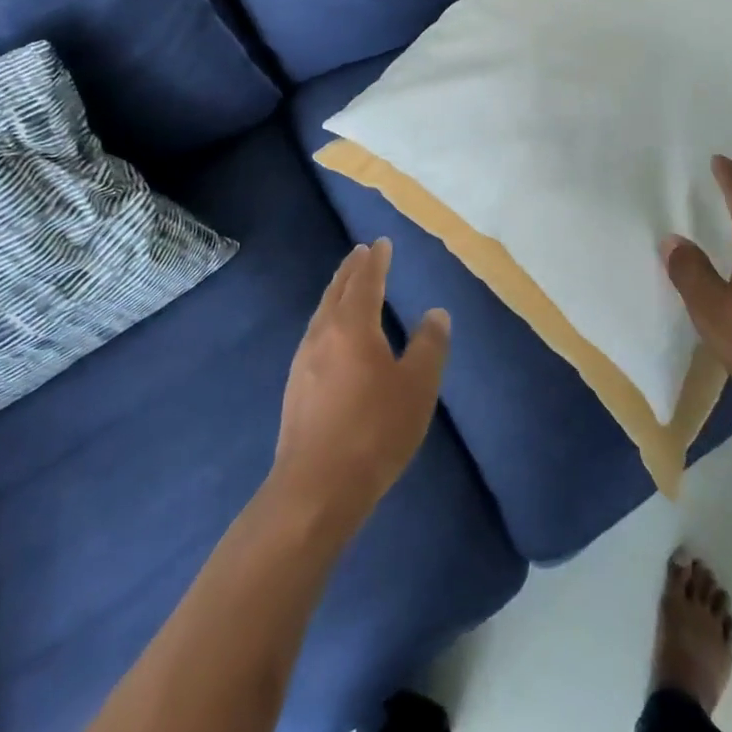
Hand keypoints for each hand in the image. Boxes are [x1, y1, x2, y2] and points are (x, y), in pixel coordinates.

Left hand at [269, 240, 450, 533]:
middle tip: (361, 252)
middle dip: (352, 270)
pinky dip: (328, 318)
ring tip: (347, 286)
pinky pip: (315, 335)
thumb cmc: (374, 431)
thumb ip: (429, 346)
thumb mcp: (417, 387)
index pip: (366, 281)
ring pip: (322, 312)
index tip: (380, 243)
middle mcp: (323, 334)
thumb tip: (436, 314)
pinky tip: (332, 336)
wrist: (315, 489)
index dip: (376, 260)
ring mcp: (304, 361)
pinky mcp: (296, 388)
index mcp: (353, 326)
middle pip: (337, 291)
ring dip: (337, 293)